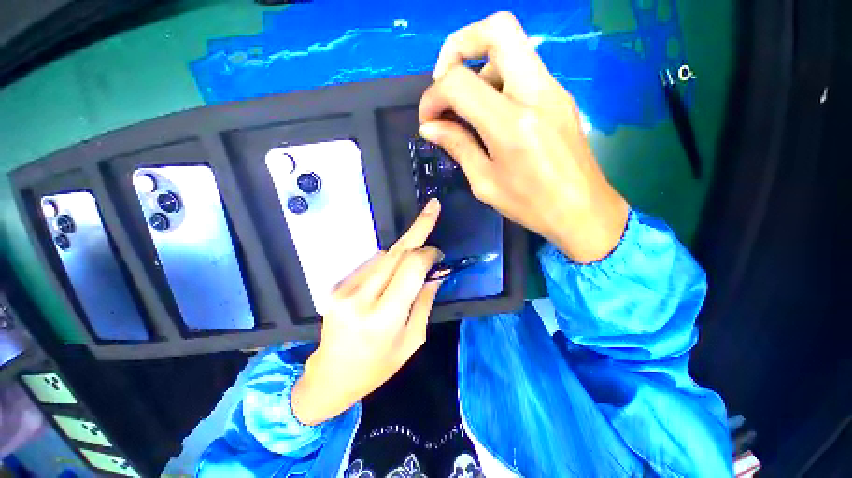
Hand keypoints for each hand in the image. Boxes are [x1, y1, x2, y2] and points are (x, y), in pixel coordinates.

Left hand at [292, 199, 444, 425]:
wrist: (331, 377)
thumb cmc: (378, 366)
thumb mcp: (412, 341)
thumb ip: (424, 302)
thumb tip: (435, 273)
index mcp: (385, 318)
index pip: (411, 268)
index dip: (427, 253)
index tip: (438, 251)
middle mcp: (361, 299)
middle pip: (396, 252)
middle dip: (418, 228)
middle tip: (432, 208)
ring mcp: (344, 290)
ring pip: (383, 255)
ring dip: (402, 252)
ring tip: (413, 262)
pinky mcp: (335, 287)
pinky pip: (370, 264)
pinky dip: (386, 263)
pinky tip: (389, 277)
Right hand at [418, 12, 629, 262]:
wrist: (583, 211)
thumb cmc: (530, 205)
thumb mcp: (485, 182)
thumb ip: (457, 146)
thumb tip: (429, 127)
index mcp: (511, 124)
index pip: (459, 82)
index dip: (433, 96)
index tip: (427, 119)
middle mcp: (536, 93)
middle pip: (497, 29)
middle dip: (458, 47)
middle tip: (445, 84)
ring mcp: (553, 90)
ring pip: (511, 47)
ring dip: (479, 68)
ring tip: (468, 109)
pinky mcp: (559, 96)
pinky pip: (523, 70)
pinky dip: (497, 81)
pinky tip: (490, 115)